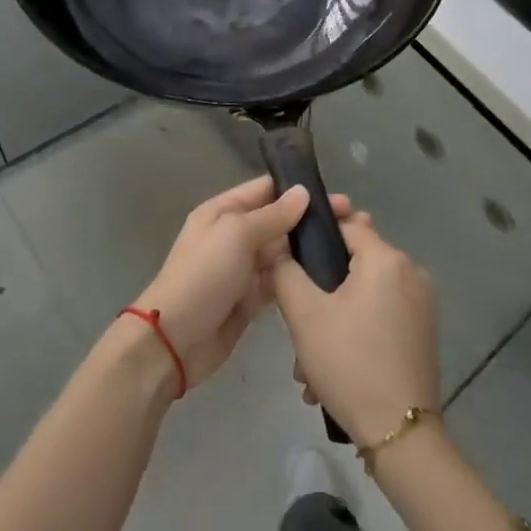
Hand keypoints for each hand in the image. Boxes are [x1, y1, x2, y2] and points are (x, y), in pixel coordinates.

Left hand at [131, 176, 350, 389]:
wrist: (176, 340)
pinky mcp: (251, 299)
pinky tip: (329, 276)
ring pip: (282, 252)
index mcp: (223, 212)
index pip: (265, 190)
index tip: (337, 195)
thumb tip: (303, 192)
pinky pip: (280, 280)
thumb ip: (272, 215)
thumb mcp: (236, 235)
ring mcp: (243, 268)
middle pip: (278, 221)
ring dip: (309, 249)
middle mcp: (234, 235)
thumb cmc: (203, 276)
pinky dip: (299, 277)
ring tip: (349, 247)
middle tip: (355, 222)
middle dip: (311, 220)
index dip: (298, 190)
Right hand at [272, 213, 438, 444]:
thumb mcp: (304, 314)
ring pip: (363, 296)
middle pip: (353, 263)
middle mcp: (411, 273)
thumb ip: (286, 272)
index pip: (346, 224)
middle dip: (320, 290)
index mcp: (387, 259)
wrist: (400, 433)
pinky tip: (331, 371)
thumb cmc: (349, 363)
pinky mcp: (422, 333)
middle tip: (296, 320)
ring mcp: (421, 306)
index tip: (289, 261)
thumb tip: (279, 250)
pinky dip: (354, 334)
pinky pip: (379, 317)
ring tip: (307, 363)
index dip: (315, 237)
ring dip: (332, 320)